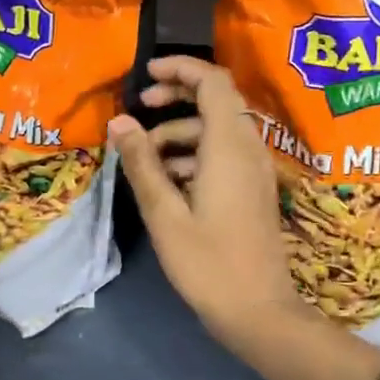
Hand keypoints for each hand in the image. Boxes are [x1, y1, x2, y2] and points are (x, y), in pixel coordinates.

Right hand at [108, 56, 307, 347]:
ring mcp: (255, 169)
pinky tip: (167, 181)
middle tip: (140, 111)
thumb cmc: (208, 264)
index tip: (146, 76)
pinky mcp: (253, 189)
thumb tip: (119, 122)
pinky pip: (224, 154)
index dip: (181, 68)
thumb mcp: (165, 214)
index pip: (213, 81)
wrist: (259, 311)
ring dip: (180, 133)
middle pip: (217, 100)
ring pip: (217, 130)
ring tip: (144, 158)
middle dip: (177, 98)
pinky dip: (195, 154)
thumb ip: (142, 163)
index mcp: (229, 146)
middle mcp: (249, 148)